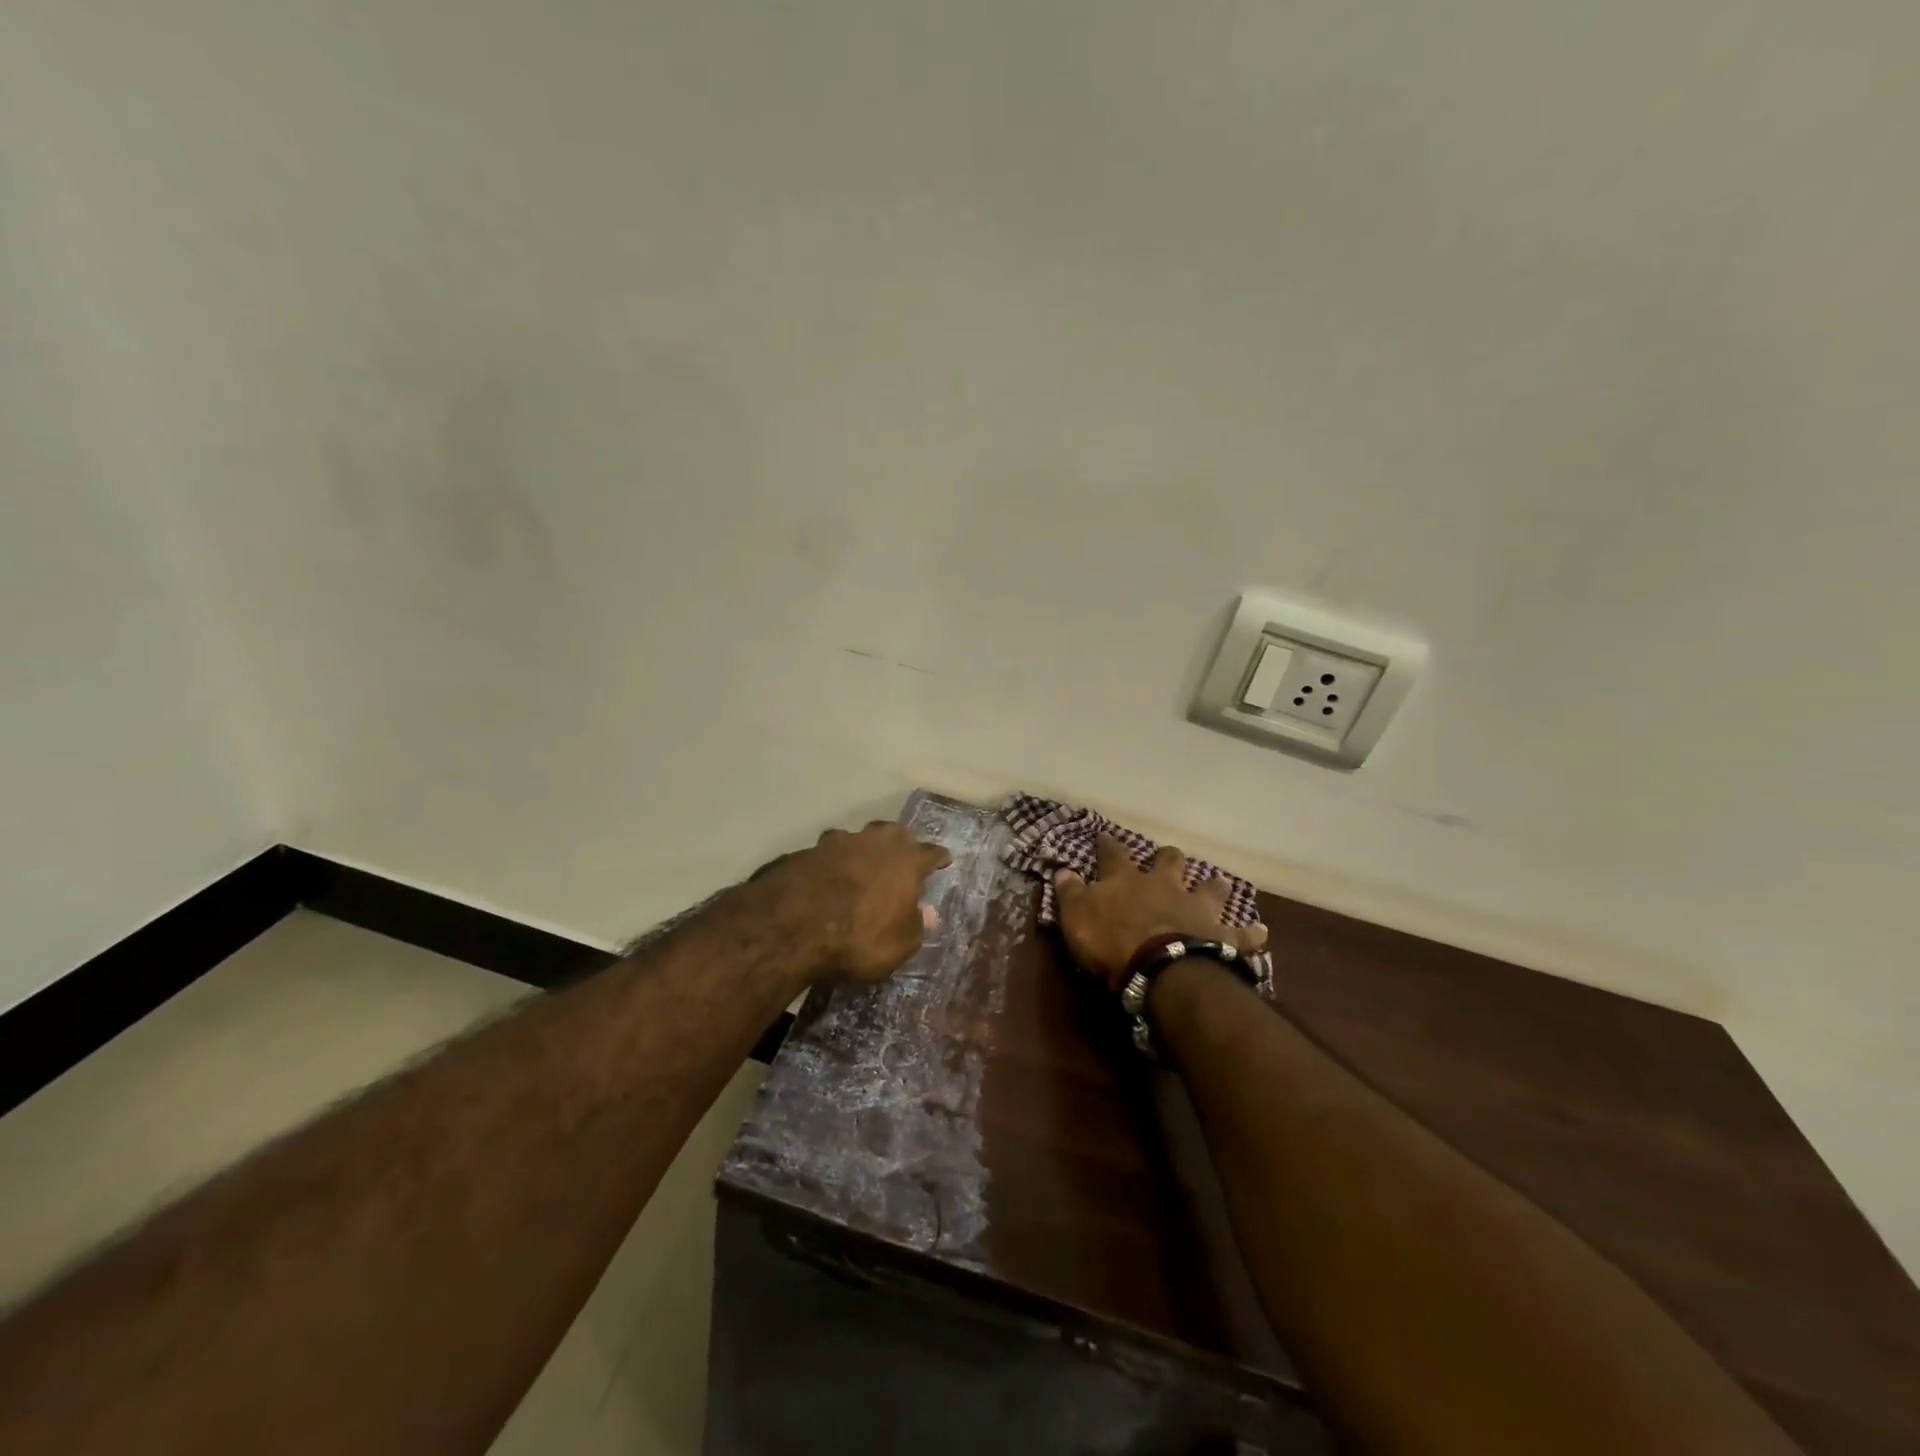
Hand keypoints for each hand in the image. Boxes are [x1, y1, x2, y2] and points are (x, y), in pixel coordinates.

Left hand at [760, 821, 952, 983]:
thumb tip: (928, 913)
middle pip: (893, 832)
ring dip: (862, 848)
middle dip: (901, 842)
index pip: (930, 853)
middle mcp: (875, 843)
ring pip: (857, 838)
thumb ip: (916, 926)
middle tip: (903, 854)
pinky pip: (826, 853)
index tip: (944, 859)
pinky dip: (830, 862)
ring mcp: (837, 843)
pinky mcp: (804, 852)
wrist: (790, 925)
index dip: (938, 858)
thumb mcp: (899, 944)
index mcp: (906, 861)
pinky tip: (825, 875)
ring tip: (861, 862)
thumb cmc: (859, 937)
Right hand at [1054, 834, 1267, 990]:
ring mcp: (1195, 908)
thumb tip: (1062, 870)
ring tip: (1219, 885)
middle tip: (1168, 857)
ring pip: (1210, 888)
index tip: (1105, 836)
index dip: (1108, 845)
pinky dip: (1250, 934)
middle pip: (1169, 861)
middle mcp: (1164, 885)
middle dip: (1168, 857)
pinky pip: (1240, 934)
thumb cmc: (1111, 941)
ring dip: (1214, 886)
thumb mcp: (1076, 916)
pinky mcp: (1220, 935)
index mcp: (1126, 879)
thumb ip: (1070, 892)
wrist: (1159, 967)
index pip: (1113, 854)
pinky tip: (1261, 932)